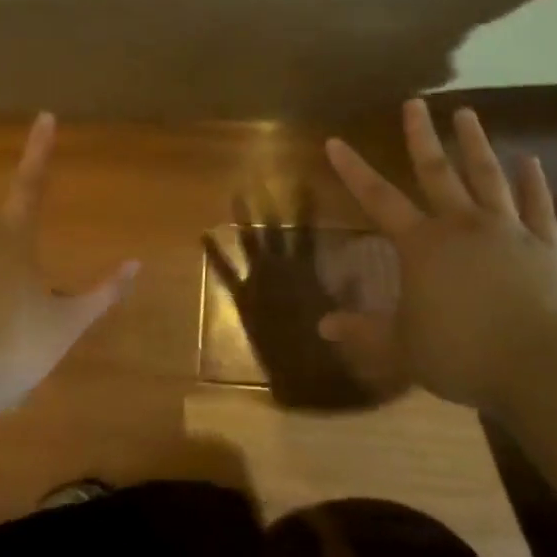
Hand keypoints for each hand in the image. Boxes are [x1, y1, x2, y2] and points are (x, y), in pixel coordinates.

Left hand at [203, 189, 397, 409]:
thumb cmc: (326, 353)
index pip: (306, 232)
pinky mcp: (242, 300)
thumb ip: (349, 295)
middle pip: (275, 230)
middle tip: (262, 176)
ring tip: (237, 193)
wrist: (294, 380)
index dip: (305, 206)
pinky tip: (203, 236)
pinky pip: (226, 274)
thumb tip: (354, 270)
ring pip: (251, 243)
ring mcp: (257, 283)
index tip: (303, 181)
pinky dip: (214, 255)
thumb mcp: (345, 320)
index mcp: (307, 272)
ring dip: (244, 219)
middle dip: (270, 205)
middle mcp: (280, 270)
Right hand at [320, 99, 556, 412]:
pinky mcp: (545, 246)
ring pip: (487, 177)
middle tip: (416, 102)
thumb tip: (323, 325)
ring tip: (467, 113)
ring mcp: (507, 230)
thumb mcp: (402, 348)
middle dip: (421, 136)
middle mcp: (462, 225)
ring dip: (475, 144)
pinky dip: (533, 183)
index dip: (354, 170)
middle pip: (437, 172)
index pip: (378, 199)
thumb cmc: (462, 353)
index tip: (336, 141)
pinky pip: (538, 207)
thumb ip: (363, 332)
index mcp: (422, 245)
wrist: (540, 364)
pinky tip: (531, 161)